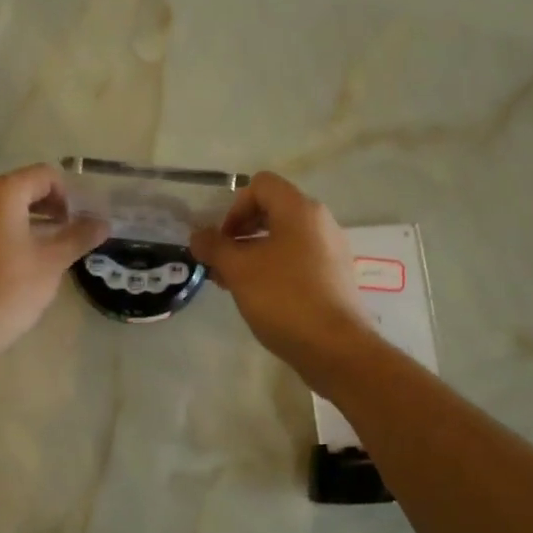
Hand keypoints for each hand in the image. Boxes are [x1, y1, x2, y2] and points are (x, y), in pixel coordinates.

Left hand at [0, 164, 108, 358]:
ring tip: (49, 248)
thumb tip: (103, 223)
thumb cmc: (11, 287)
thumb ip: (79, 237)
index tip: (78, 223)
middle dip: (49, 206)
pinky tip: (22, 260)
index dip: (68, 195)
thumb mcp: (53, 262)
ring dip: (30, 220)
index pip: (44, 175)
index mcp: (3, 193)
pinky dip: (9, 232)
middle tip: (69, 233)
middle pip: (22, 187)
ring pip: (4, 207)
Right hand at [190, 172, 378, 389]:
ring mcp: (331, 250)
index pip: (261, 185)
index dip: (234, 207)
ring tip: (234, 283)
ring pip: (284, 238)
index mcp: (300, 210)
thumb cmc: (283, 298)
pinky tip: (260, 297)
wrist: (334, 347)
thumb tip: (198, 236)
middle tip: (221, 263)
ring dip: (254, 253)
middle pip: (272, 211)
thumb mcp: (238, 270)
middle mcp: (320, 222)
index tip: (222, 240)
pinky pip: (298, 259)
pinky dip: (274, 268)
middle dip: (240, 232)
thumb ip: (214, 247)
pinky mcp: (334, 277)